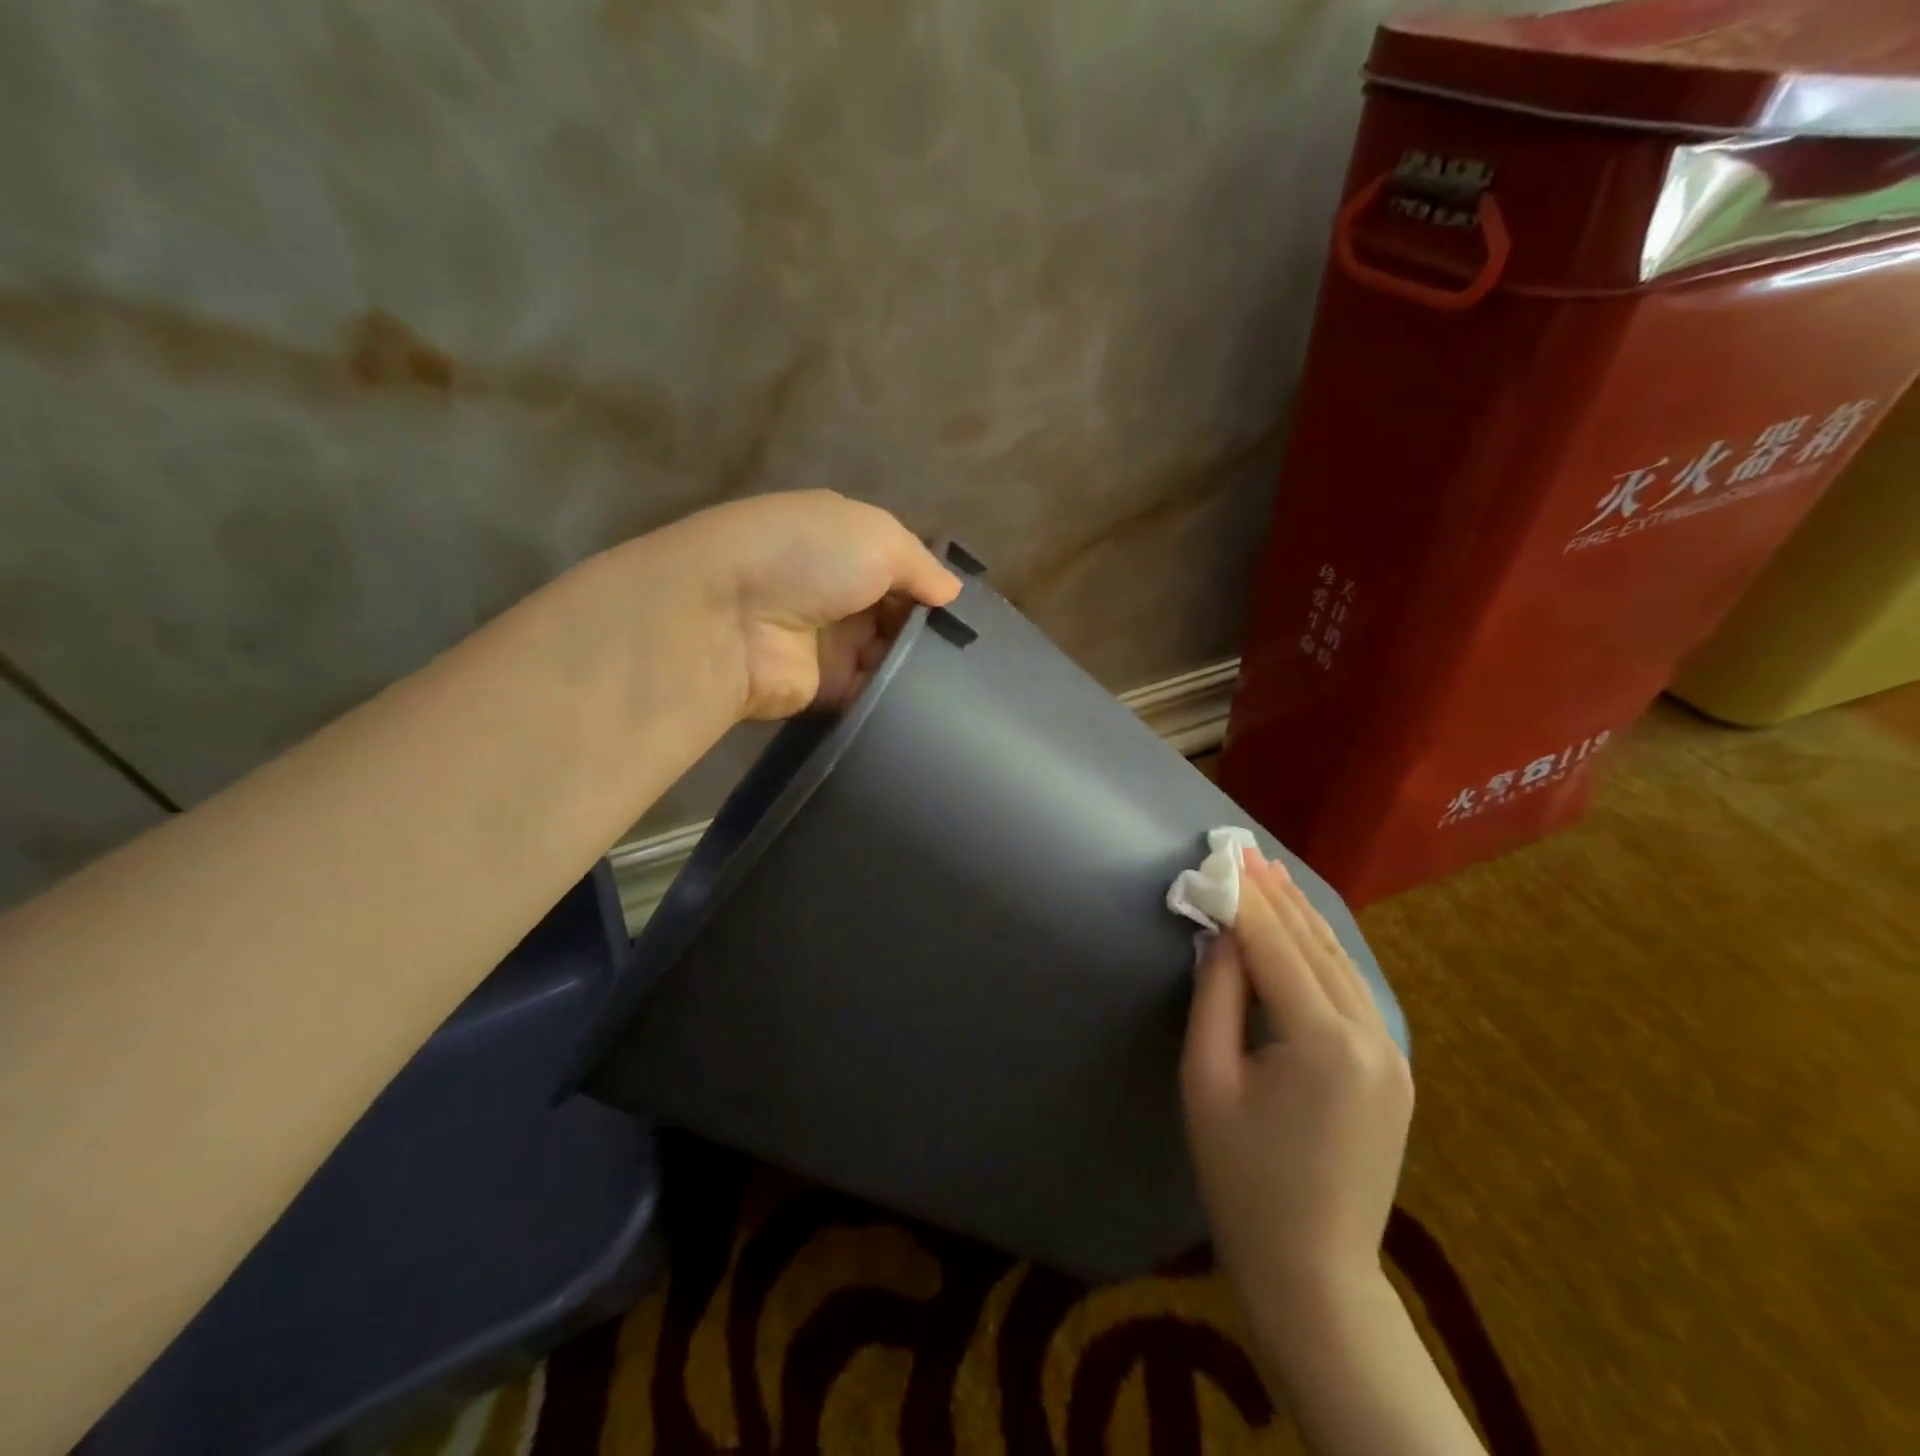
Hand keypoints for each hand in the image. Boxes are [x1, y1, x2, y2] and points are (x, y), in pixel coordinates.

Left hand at [653, 491, 961, 719]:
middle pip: (897, 614)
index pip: (900, 567)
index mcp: (844, 545)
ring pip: (889, 656)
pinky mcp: (825, 688)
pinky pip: (872, 693)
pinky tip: (933, 703)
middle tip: (971, 652)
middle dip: (929, 630)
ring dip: (917, 665)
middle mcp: (837, 592)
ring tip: (962, 679)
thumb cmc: (808, 557)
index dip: (931, 586)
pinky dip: (897, 698)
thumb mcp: (877, 536)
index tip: (965, 611)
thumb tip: (952, 592)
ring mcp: (830, 642)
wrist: (730, 617)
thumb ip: (921, 563)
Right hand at [1181, 850, 1412, 1307]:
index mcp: (1323, 1042)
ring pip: (1341, 964)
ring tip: (1274, 875)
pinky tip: (1305, 931)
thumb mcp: (1208, 1081)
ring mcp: (1391, 1054)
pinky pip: (1354, 992)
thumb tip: (1223, 936)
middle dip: (1277, 897)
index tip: (1222, 857)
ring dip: (1304, 918)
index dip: (1246, 899)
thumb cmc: (1241, 1178)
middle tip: (1245, 850)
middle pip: (1314, 946)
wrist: (1314, 1270)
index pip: (1275, 947)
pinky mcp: (1393, 1070)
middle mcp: (1371, 1036)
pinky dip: (1324, 953)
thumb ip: (1216, 997)